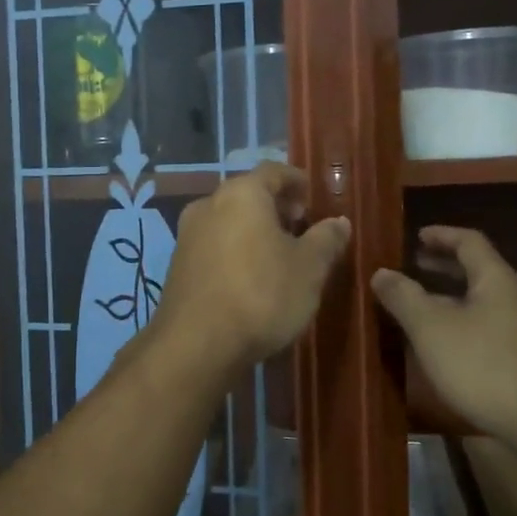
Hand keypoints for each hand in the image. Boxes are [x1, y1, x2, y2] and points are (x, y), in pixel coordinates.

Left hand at [151, 162, 350, 375]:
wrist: (197, 344)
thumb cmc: (261, 295)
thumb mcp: (309, 269)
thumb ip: (326, 239)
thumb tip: (339, 222)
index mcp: (242, 194)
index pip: (274, 171)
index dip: (297, 181)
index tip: (314, 199)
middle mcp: (208, 205)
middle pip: (248, 194)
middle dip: (276, 208)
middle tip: (301, 229)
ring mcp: (187, 235)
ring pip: (228, 220)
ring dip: (254, 230)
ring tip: (279, 256)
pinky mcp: (177, 265)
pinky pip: (214, 245)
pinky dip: (235, 250)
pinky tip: (250, 277)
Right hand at [371, 225, 516, 446]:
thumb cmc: (482, 365)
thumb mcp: (430, 328)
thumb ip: (403, 297)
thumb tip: (381, 272)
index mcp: (496, 280)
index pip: (470, 242)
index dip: (442, 235)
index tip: (417, 236)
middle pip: (479, 271)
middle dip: (445, 266)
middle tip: (415, 266)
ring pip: (484, 301)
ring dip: (453, 297)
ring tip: (423, 306)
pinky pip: (491, 326)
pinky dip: (464, 321)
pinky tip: (447, 344)